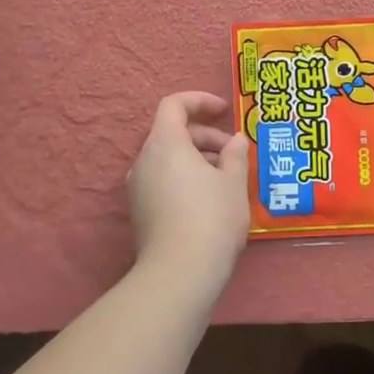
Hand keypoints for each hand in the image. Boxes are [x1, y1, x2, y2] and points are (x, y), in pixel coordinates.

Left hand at [128, 92, 249, 277]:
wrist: (180, 273)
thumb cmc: (212, 217)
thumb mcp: (234, 182)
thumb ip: (235, 154)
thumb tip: (236, 141)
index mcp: (165, 144)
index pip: (174, 105)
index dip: (199, 101)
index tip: (224, 111)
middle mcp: (144, 160)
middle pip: (172, 132)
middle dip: (205, 136)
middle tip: (234, 153)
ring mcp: (138, 187)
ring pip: (168, 158)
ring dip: (197, 158)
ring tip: (226, 178)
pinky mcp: (140, 211)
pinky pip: (162, 180)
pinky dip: (185, 177)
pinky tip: (210, 199)